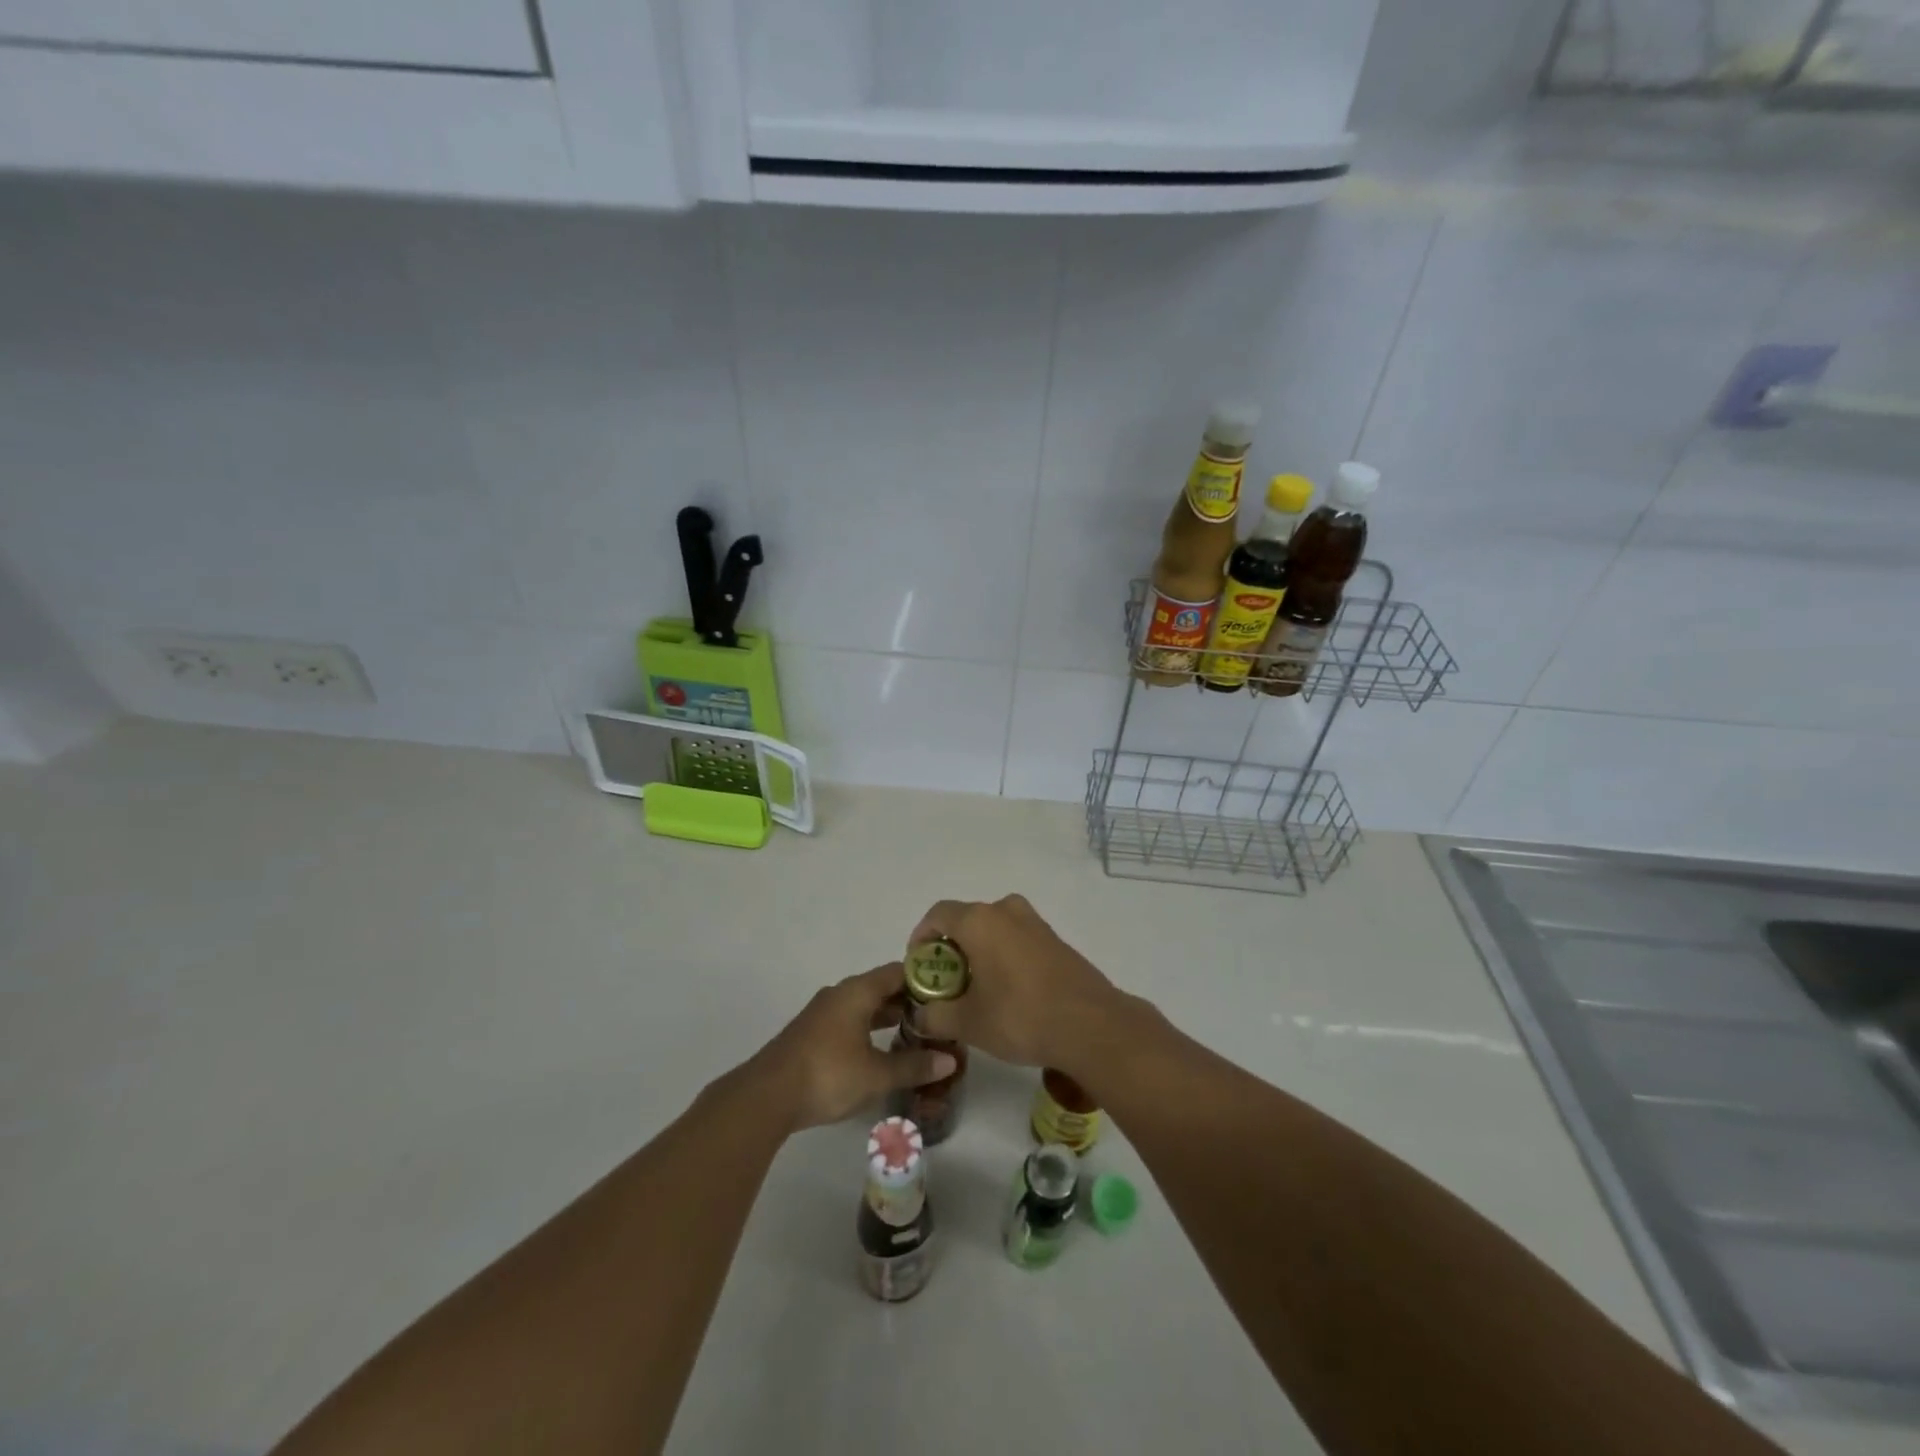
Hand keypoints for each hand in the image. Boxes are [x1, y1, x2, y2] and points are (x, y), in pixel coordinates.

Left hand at [747, 964, 957, 1132]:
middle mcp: (840, 994)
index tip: (947, 995)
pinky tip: (879, 1049)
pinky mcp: (812, 1033)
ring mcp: (823, 1013)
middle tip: (936, 1018)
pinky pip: (849, 1019)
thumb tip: (950, 1061)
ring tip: (914, 1034)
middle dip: (908, 1001)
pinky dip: (868, 1027)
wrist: (767, 1096)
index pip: (899, 971)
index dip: (924, 979)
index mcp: (858, 991)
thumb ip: (914, 1066)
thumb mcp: (877, 1074)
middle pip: (881, 987)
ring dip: (887, 1016)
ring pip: (864, 1004)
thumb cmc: (828, 1075)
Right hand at [906, 895, 1118, 1070]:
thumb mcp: (967, 1023)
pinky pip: (1017, 939)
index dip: (921, 938)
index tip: (920, 967)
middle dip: (950, 949)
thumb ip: (935, 1015)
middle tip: (945, 983)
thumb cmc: (1020, 1016)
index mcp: (980, 920)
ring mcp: (1035, 923)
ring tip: (975, 990)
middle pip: (966, 920)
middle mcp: (1007, 910)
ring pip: (994, 929)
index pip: (937, 914)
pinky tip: (1007, 992)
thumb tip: (920, 1015)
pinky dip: (1003, 956)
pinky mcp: (1055, 940)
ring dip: (978, 952)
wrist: (1091, 1025)